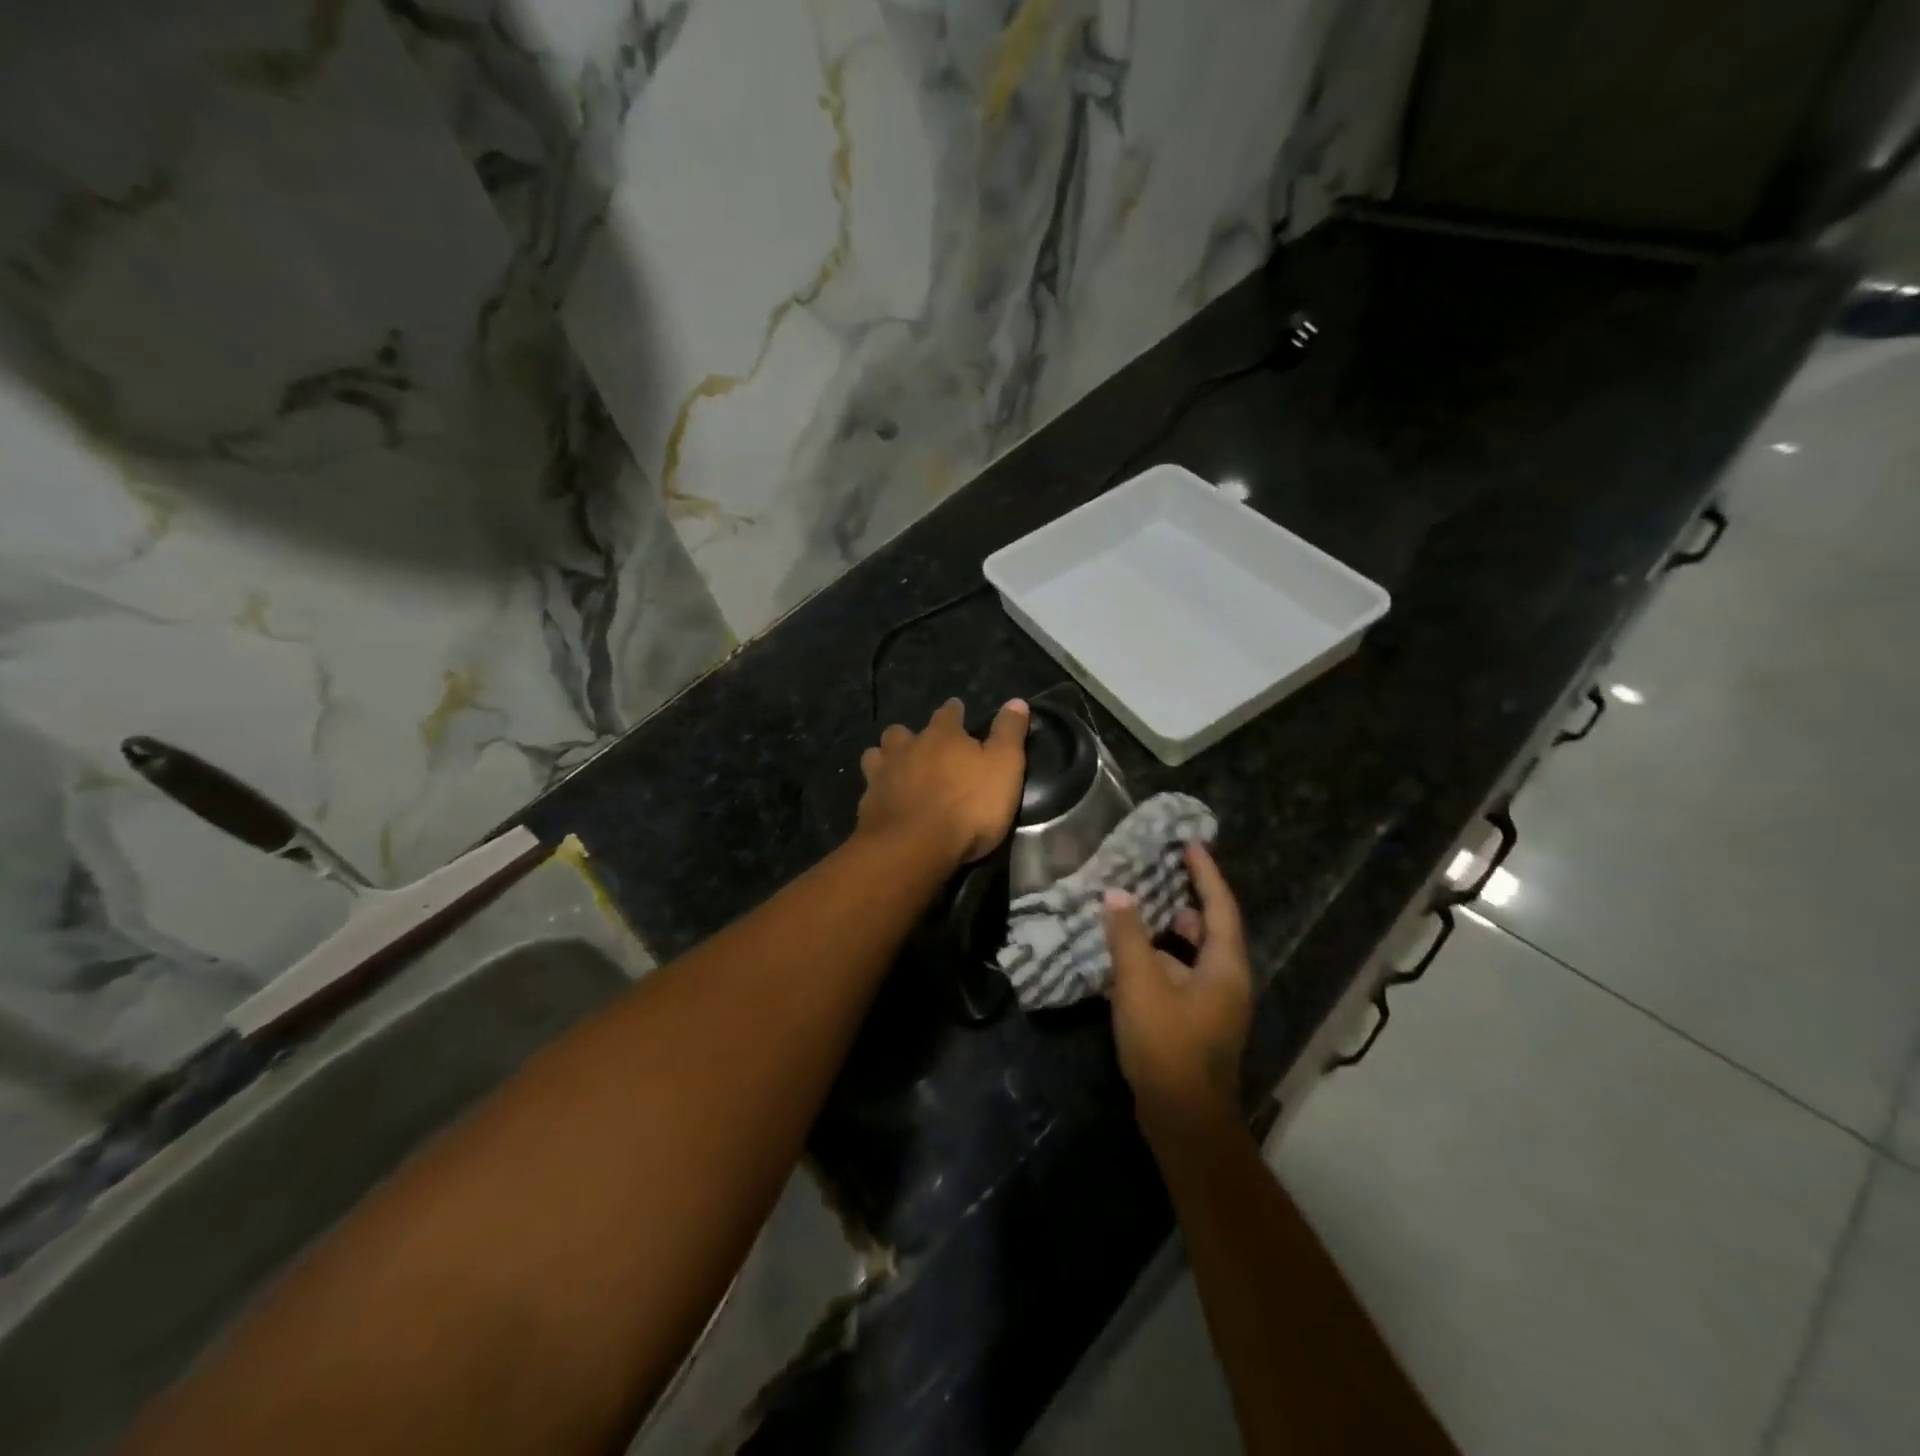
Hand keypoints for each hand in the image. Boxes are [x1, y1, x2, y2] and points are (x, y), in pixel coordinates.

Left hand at [856, 698, 1029, 866]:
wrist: (914, 847)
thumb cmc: (968, 807)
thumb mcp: (1004, 768)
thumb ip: (1009, 734)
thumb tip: (1017, 701)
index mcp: (942, 735)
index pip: (948, 713)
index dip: (955, 712)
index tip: (958, 711)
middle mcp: (907, 747)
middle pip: (902, 731)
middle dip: (910, 736)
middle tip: (923, 749)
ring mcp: (882, 775)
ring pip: (877, 754)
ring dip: (886, 758)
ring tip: (897, 770)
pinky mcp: (866, 804)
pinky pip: (869, 788)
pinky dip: (877, 791)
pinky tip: (885, 801)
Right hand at [1105, 842, 1251, 1138]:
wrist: (1184, 1121)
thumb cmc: (1168, 1046)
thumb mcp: (1141, 985)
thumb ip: (1127, 936)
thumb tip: (1116, 894)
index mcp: (1225, 966)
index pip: (1219, 906)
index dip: (1205, 872)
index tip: (1189, 843)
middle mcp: (1227, 980)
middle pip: (1210, 928)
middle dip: (1187, 898)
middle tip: (1160, 872)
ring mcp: (1214, 1005)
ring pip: (1193, 954)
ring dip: (1170, 931)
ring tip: (1139, 909)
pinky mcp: (1197, 1024)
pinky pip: (1181, 975)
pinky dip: (1161, 959)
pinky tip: (1130, 958)